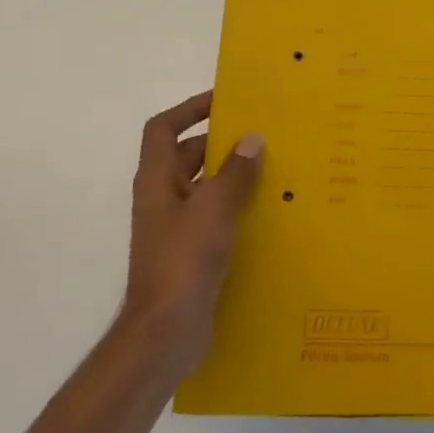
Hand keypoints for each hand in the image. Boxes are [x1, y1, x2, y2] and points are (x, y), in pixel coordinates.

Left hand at [120, 90, 263, 381]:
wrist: (166, 332)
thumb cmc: (184, 261)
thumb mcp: (214, 209)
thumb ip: (235, 173)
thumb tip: (252, 139)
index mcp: (157, 180)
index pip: (164, 128)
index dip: (189, 109)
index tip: (224, 100)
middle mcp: (163, 198)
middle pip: (188, 156)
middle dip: (222, 143)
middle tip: (264, 135)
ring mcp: (176, 227)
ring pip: (206, 187)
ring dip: (234, 176)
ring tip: (276, 169)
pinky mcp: (192, 252)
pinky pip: (216, 216)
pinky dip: (238, 207)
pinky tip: (270, 212)